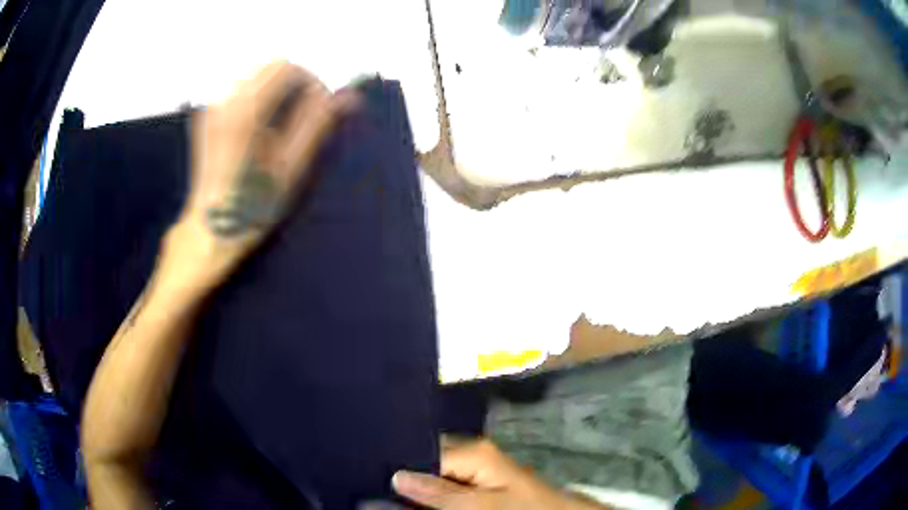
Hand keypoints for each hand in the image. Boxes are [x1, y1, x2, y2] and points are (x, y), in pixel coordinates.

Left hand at [168, 60, 353, 284]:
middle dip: (295, 81)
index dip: (312, 81)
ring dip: (277, 86)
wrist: (210, 230)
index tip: (321, 106)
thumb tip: (347, 97)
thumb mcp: (291, 167)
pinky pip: (238, 87)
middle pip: (269, 65)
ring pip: (254, 74)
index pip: (287, 67)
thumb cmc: (252, 206)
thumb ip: (317, 124)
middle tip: (306, 112)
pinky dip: (258, 94)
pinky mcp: (206, 115)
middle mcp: (225, 100)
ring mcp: (212, 107)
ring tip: (283, 120)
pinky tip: (260, 124)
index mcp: (246, 112)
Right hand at [392, 439, 608, 509]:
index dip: (397, 464)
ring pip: (435, 471)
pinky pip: (447, 481)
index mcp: (473, 452)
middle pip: (427, 458)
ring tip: (385, 488)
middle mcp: (472, 453)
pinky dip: (432, 490)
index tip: (369, 472)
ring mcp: (476, 468)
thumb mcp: (482, 505)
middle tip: (373, 481)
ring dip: (417, 483)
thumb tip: (396, 476)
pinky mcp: (480, 481)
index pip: (423, 451)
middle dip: (404, 471)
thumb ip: (440, 493)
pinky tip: (417, 497)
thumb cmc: (522, 508)